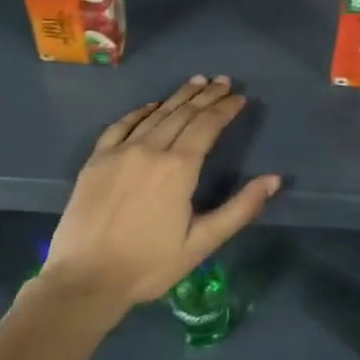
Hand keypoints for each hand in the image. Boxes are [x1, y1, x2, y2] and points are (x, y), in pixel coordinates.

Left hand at [43, 76, 279, 311]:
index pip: (207, 126)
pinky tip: (151, 106)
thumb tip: (274, 179)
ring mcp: (119, 152)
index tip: (239, 97)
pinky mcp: (96, 161)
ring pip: (155, 115)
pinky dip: (141, 112)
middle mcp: (149, 150)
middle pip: (182, 114)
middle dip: (206, 96)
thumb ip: (240, 209)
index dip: (225, 109)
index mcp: (178, 168)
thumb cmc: (149, 265)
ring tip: (196, 82)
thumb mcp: (202, 243)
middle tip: (223, 81)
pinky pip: (121, 125)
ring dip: (178, 97)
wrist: (85, 278)